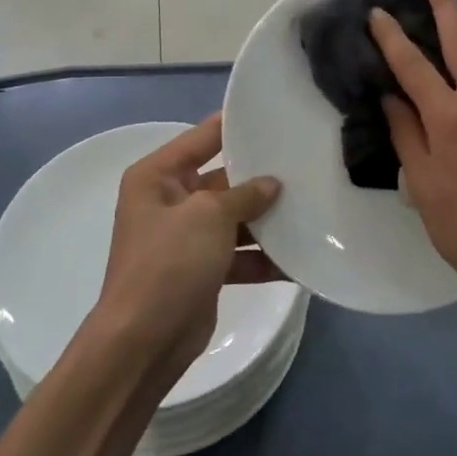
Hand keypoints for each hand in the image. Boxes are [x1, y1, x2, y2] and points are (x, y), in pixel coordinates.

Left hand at [92, 114, 282, 381]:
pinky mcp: (201, 270)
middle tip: (305, 165)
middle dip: (260, 178)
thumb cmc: (169, 262)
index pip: (202, 138)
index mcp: (157, 176)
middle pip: (223, 179)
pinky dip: (263, 257)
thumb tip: (271, 184)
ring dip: (267, 220)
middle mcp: (169, 201)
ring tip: (311, 208)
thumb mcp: (208, 215)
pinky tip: (299, 258)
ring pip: (234, 218)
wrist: (144, 340)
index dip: (235, 126)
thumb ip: (244, 194)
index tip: (274, 114)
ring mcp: (185, 238)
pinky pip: (238, 254)